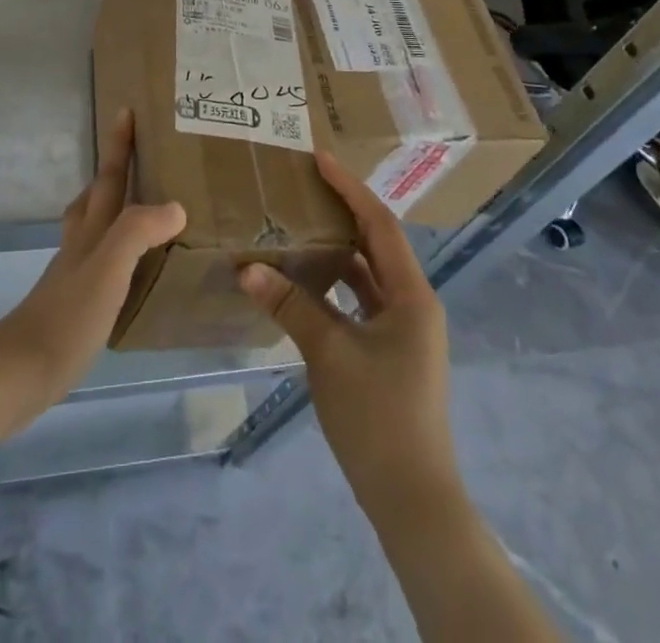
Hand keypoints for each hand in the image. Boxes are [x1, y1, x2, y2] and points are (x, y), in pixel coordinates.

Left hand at [0, 108, 184, 423]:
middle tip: (134, 153)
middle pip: (95, 196)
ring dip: (111, 207)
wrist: (21, 371)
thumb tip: (176, 207)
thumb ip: (137, 232)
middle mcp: (81, 245)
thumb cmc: (67, 316)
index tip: (125, 109)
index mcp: (91, 231)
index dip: (118, 145)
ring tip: (137, 205)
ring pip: (93, 225)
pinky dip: (116, 249)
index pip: (108, 178)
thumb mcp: (108, 268)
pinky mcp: (75, 303)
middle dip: (112, 170)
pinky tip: (129, 268)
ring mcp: (74, 274)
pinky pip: (101, 259)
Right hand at [238, 151, 457, 513]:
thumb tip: (246, 267)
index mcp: (411, 296)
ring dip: (336, 249)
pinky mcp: (390, 353)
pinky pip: (360, 302)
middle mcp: (413, 305)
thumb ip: (290, 305)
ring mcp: (403, 331)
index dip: (350, 188)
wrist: (413, 500)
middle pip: (376, 244)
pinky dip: (334, 285)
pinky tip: (303, 281)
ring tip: (299, 224)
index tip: (319, 159)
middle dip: (343, 211)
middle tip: (305, 186)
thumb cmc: (379, 417)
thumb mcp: (329, 353)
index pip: (379, 225)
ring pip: (367, 274)